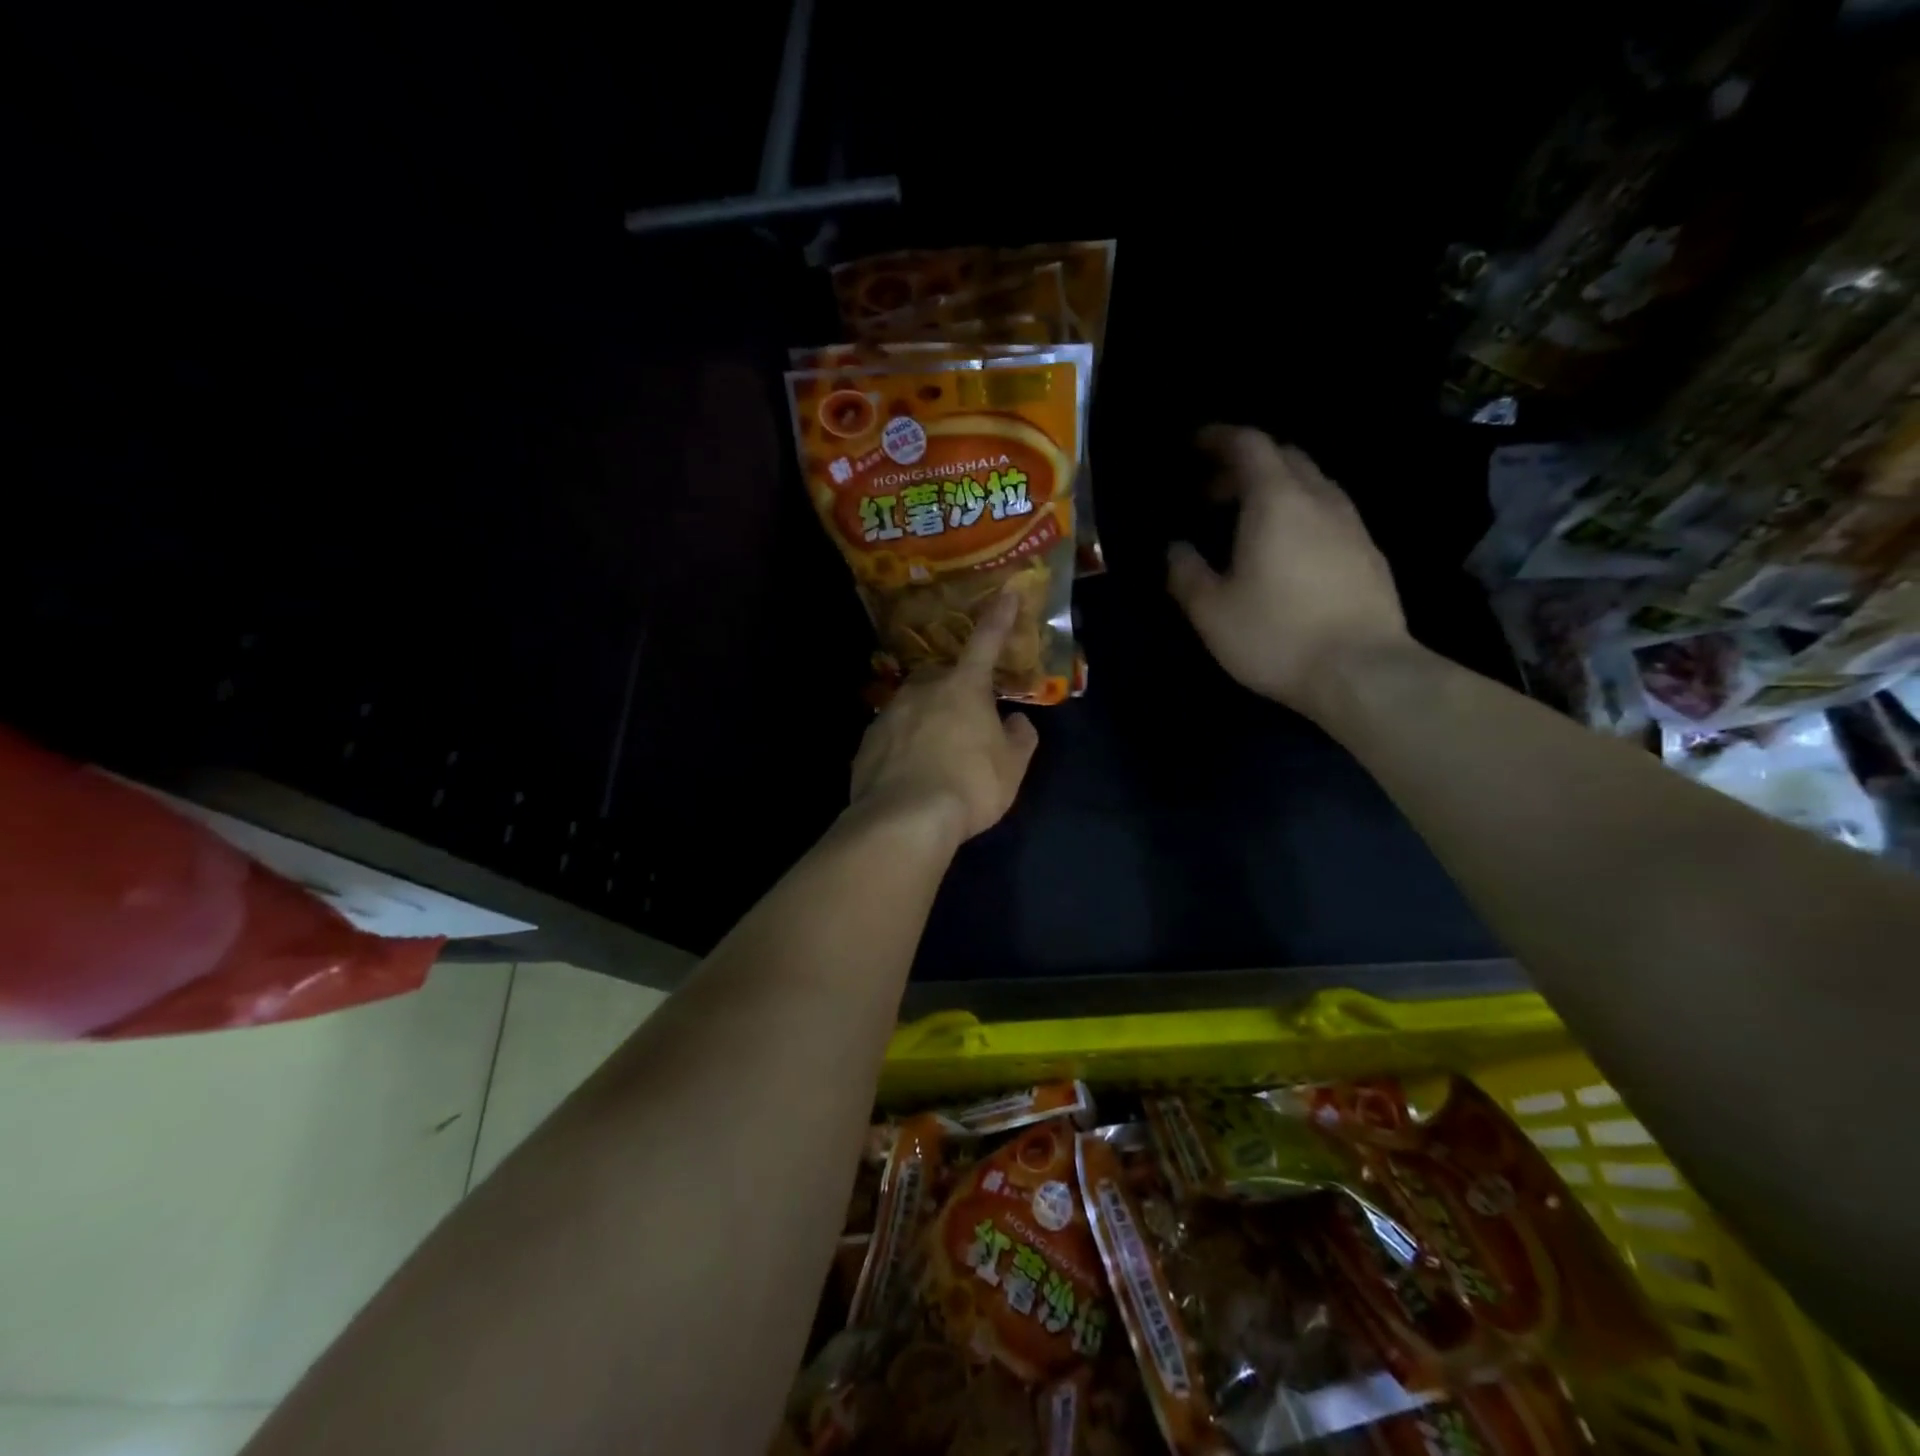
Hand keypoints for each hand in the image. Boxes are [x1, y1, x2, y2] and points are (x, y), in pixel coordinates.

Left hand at [848, 592, 1040, 841]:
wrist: (904, 819)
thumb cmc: (970, 785)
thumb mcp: (1012, 767)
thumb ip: (1020, 738)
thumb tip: (1017, 721)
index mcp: (963, 688)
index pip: (986, 644)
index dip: (999, 618)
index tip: (1006, 592)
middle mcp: (922, 690)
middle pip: (942, 678)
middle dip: (955, 690)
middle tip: (966, 722)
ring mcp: (889, 714)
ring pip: (913, 706)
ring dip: (927, 720)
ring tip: (937, 756)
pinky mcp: (866, 743)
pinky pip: (893, 736)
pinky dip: (904, 747)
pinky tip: (911, 775)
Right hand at [1168, 427, 1409, 717]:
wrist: (1363, 672)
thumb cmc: (1276, 636)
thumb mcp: (1211, 611)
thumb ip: (1185, 572)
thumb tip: (1176, 548)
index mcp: (1276, 501)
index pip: (1249, 444)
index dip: (1218, 438)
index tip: (1193, 446)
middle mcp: (1319, 499)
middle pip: (1284, 457)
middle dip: (1244, 465)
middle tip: (1211, 493)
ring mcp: (1352, 525)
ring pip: (1311, 484)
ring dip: (1275, 489)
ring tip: (1246, 522)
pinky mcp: (1370, 553)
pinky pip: (1329, 513)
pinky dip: (1300, 514)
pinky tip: (1286, 552)